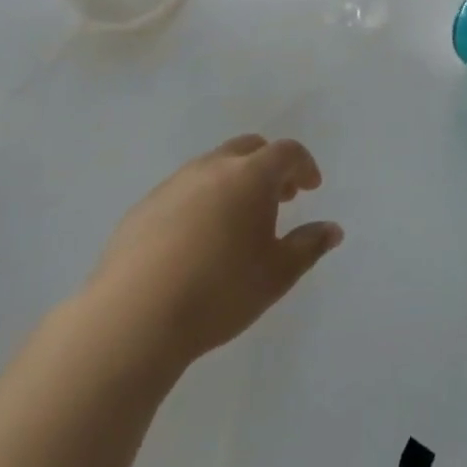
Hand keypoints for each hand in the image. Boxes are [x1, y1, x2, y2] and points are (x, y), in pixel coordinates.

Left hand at [85, 135, 343, 376]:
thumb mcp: (278, 274)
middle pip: (249, 148)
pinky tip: (198, 240)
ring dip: (234, 181)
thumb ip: (309, 245)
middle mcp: (212, 168)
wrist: (133, 318)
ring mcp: (173, 185)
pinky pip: (183, 190)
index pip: (287, 151)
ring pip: (213, 166)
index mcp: (251, 176)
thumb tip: (332, 229)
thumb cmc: (220, 291)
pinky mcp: (143, 208)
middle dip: (270, 166)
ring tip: (239, 220)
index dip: (304, 165)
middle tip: (281, 197)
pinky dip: (202, 200)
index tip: (311, 188)